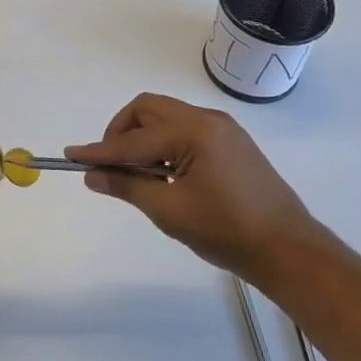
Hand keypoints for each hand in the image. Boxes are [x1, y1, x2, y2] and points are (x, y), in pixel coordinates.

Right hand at [67, 93, 316, 275]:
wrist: (289, 250)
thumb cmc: (227, 231)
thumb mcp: (169, 211)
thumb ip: (127, 186)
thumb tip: (92, 175)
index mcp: (193, 132)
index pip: (134, 139)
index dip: (100, 150)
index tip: (71, 154)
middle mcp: (207, 120)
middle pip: (148, 109)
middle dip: (121, 132)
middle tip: (111, 164)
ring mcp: (222, 129)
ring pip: (166, 117)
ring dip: (143, 137)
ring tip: (137, 173)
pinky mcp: (230, 143)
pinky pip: (184, 129)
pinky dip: (163, 143)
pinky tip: (162, 173)